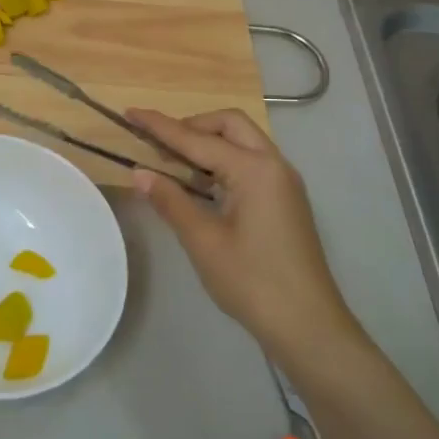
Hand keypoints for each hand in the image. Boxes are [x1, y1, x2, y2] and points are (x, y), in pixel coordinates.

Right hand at [127, 109, 362, 364]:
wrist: (308, 326)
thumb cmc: (252, 281)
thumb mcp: (203, 240)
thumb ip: (170, 200)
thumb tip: (139, 172)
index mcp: (254, 170)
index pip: (196, 139)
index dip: (160, 126)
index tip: (130, 112)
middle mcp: (273, 165)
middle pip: (228, 125)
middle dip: (191, 126)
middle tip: (159, 145)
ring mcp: (283, 182)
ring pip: (242, 141)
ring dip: (208, 143)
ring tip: (174, 164)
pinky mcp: (285, 199)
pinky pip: (250, 162)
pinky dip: (223, 161)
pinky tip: (201, 184)